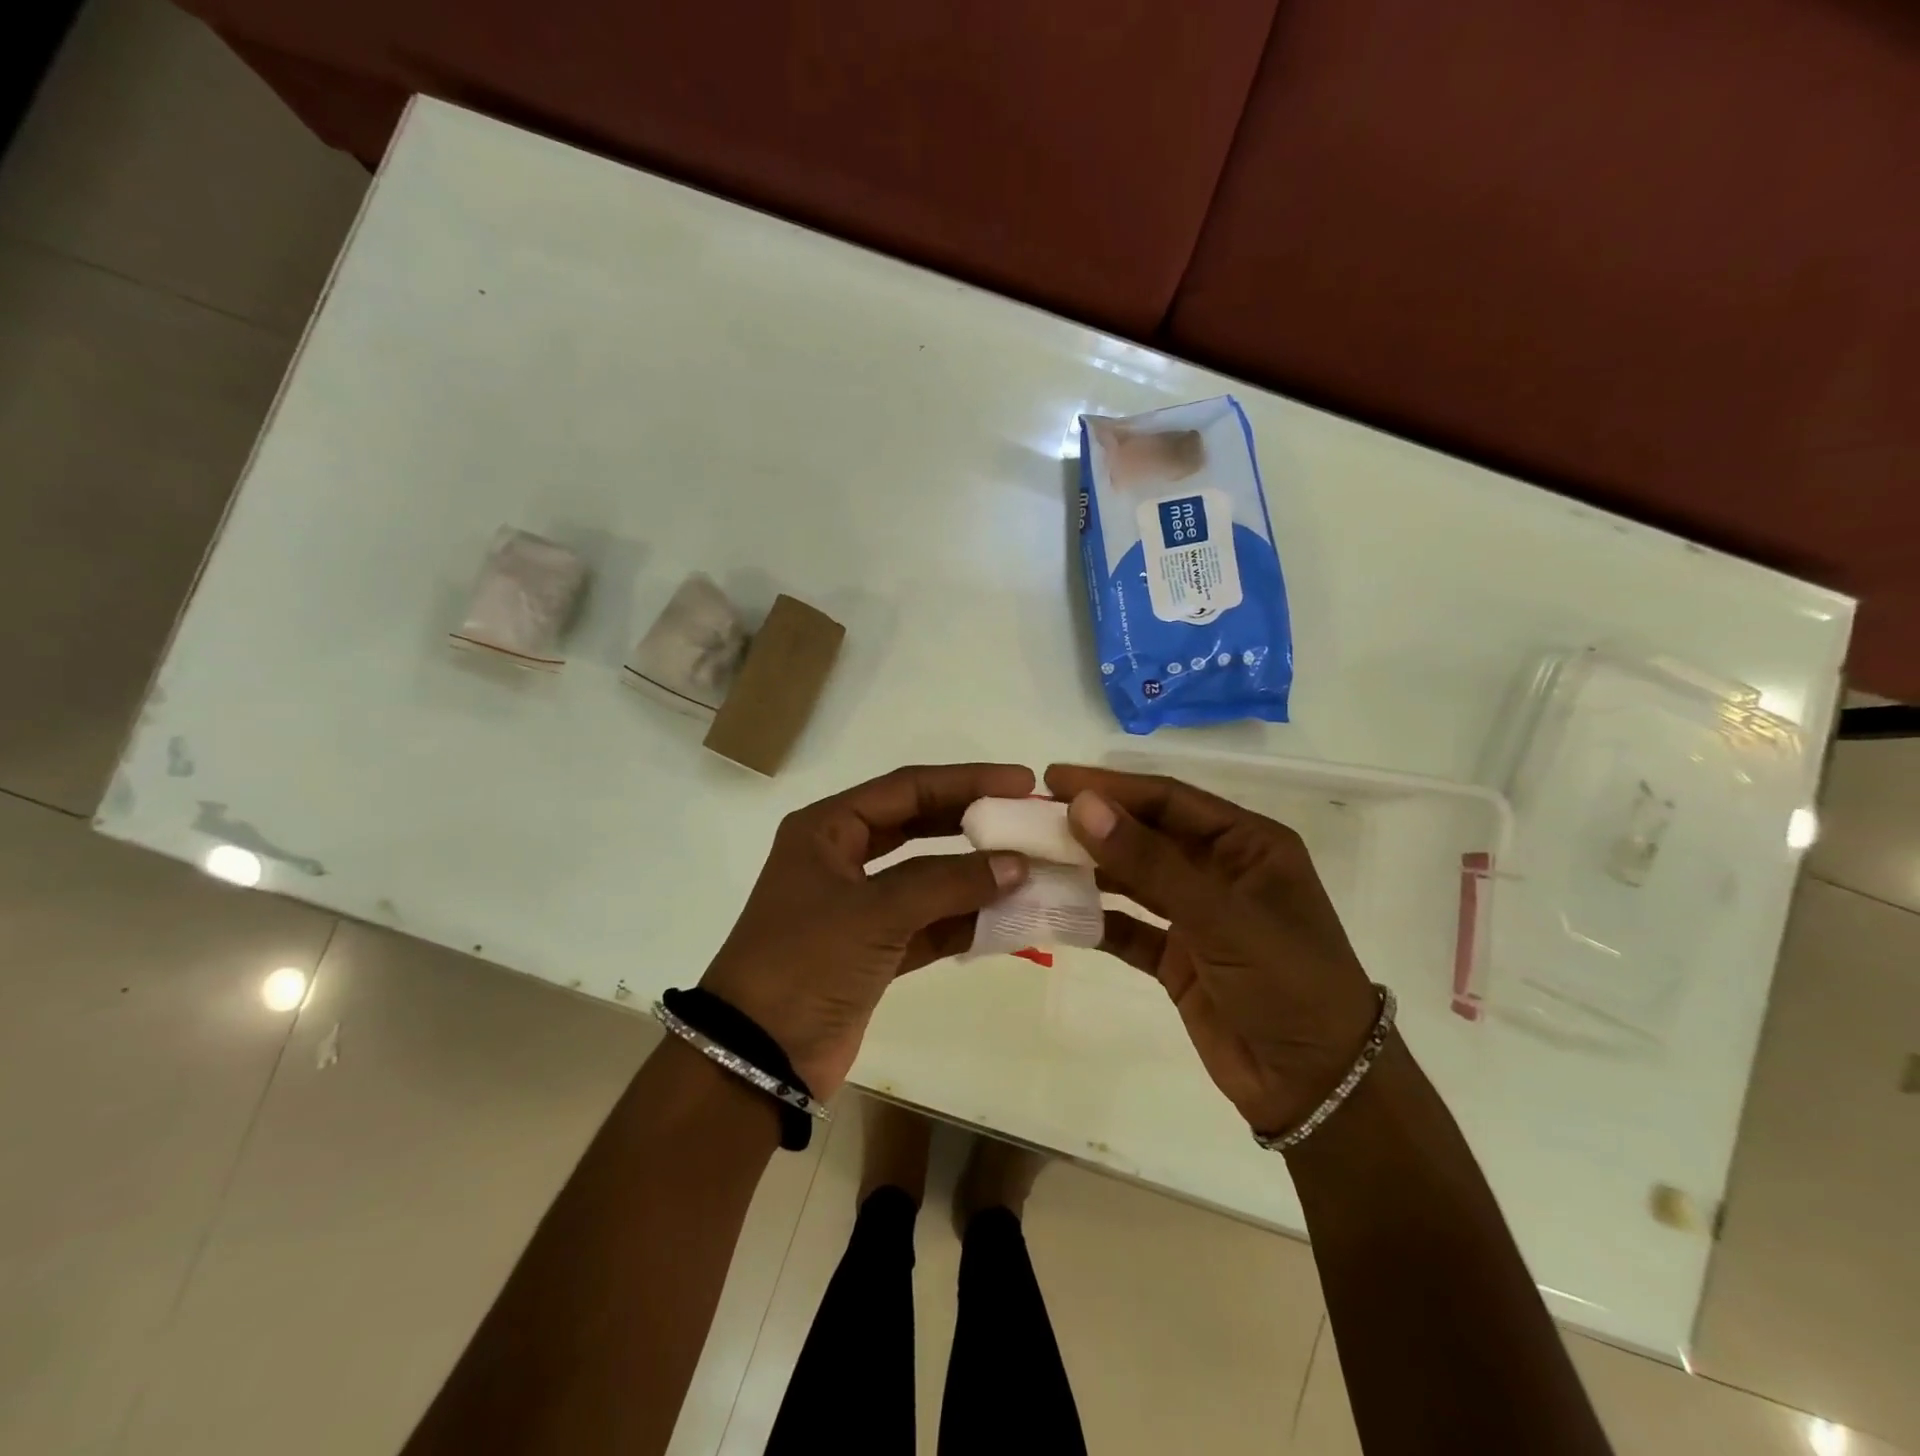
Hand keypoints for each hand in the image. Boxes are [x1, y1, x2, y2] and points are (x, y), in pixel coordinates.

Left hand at [700, 763, 1033, 1097]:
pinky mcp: (874, 950)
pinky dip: (965, 922)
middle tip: (1028, 819)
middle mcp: (842, 858)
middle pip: (920, 825)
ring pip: (928, 878)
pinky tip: (1009, 919)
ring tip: (1032, 870)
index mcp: (828, 829)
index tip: (1020, 781)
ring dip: (975, 877)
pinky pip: (929, 924)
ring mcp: (859, 906)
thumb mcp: (875, 912)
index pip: (907, 788)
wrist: (758, 1057)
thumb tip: (1016, 864)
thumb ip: (948, 884)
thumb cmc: (805, 962)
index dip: (966, 780)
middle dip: (973, 823)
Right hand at [1046, 765, 1381, 1136]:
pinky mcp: (1178, 957)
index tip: (1053, 779)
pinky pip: (1128, 928)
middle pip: (1146, 834)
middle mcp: (1220, 871)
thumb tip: (1082, 805)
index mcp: (1248, 844)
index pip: (1169, 799)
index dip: (1111, 786)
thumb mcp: (1221, 915)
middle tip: (1032, 816)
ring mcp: (1197, 916)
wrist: (1318, 1087)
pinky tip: (1055, 911)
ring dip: (1088, 870)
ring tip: (1033, 857)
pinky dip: (1095, 920)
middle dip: (1093, 825)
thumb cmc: (1286, 982)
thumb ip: (1149, 861)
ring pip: (1133, 879)